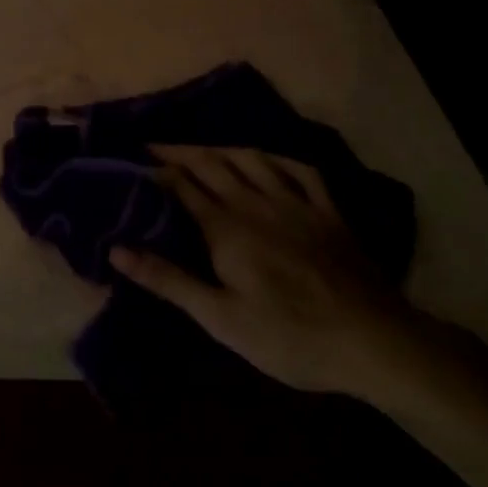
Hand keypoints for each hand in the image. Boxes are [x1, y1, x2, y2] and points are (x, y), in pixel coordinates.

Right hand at [108, 145, 423, 396]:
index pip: (182, 186)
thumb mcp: (219, 318)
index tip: (132, 161)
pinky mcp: (329, 212)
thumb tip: (117, 250)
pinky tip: (267, 159)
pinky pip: (301, 170)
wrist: (370, 341)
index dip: (156, 170)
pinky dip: (277, 159)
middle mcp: (257, 204)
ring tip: (202, 150)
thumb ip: (169, 280)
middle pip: (213, 164)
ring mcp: (297, 204)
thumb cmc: (287, 336)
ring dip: (222, 149)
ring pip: (253, 159)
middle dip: (180, 152)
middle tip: (153, 145)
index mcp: (226, 229)